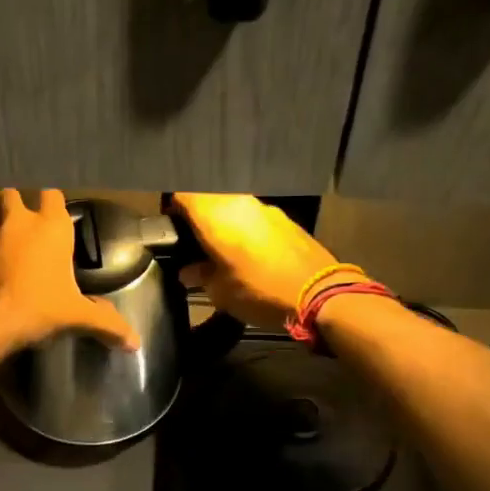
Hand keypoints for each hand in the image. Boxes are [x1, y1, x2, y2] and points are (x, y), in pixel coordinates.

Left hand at [0, 190, 138, 354]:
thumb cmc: (35, 309)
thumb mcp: (76, 317)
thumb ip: (106, 324)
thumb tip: (135, 344)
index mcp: (50, 227)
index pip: (52, 195)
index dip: (52, 205)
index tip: (54, 221)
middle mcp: (16, 220)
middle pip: (12, 194)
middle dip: (15, 206)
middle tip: (22, 229)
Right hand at [170, 193, 347, 326]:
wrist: (320, 295)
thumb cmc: (260, 291)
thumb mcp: (220, 292)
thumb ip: (200, 275)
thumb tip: (188, 271)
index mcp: (215, 215)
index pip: (181, 194)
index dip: (171, 208)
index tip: (169, 228)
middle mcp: (238, 202)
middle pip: (207, 199)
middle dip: (197, 218)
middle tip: (192, 243)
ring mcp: (264, 208)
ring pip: (232, 207)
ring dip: (223, 223)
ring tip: (219, 250)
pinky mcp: (285, 219)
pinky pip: (253, 218)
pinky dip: (244, 230)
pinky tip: (247, 253)